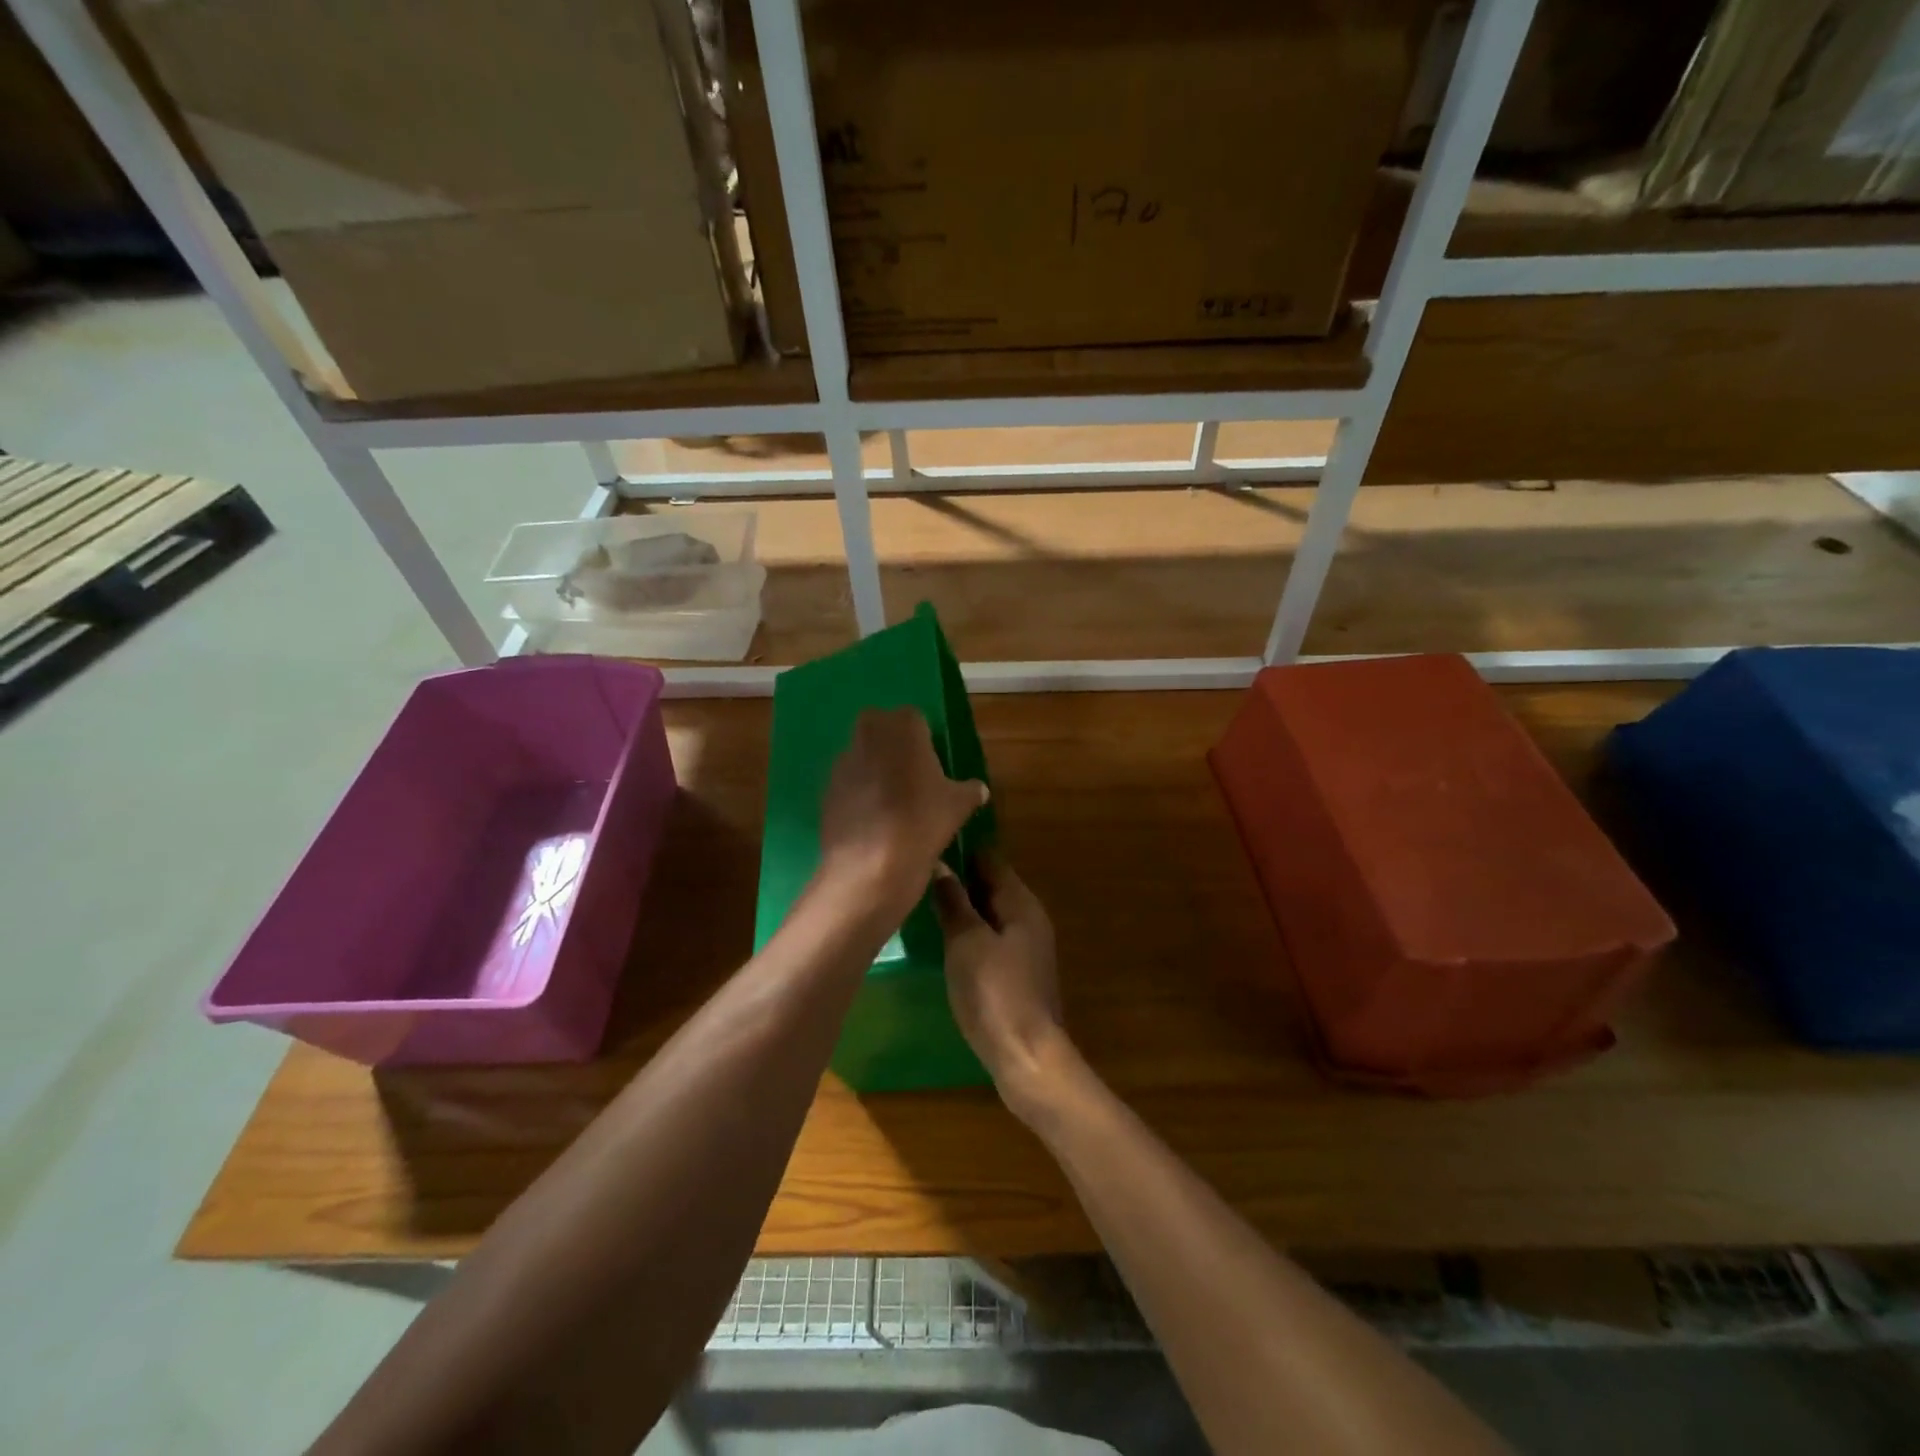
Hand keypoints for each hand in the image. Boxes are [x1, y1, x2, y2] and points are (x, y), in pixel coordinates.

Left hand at [818, 707, 987, 919]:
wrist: (871, 862)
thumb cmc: (922, 820)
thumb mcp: (958, 806)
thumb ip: (969, 791)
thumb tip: (979, 789)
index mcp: (903, 727)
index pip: (914, 718)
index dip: (923, 739)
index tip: (932, 764)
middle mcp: (868, 734)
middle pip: (880, 728)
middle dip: (892, 745)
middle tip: (911, 776)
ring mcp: (843, 762)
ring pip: (861, 755)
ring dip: (873, 769)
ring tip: (891, 803)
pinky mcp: (826, 790)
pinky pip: (847, 784)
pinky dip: (857, 795)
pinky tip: (872, 821)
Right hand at [932, 851, 1069, 1113]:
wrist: (1026, 1056)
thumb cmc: (994, 992)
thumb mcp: (967, 941)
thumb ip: (954, 901)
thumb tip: (940, 864)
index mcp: (1020, 902)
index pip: (990, 859)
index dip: (961, 849)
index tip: (927, 842)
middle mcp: (1028, 918)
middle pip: (990, 885)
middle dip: (958, 878)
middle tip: (916, 873)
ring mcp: (1024, 947)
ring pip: (988, 914)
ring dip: (961, 907)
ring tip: (921, 902)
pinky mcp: (1016, 973)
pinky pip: (989, 939)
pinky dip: (968, 933)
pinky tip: (942, 940)